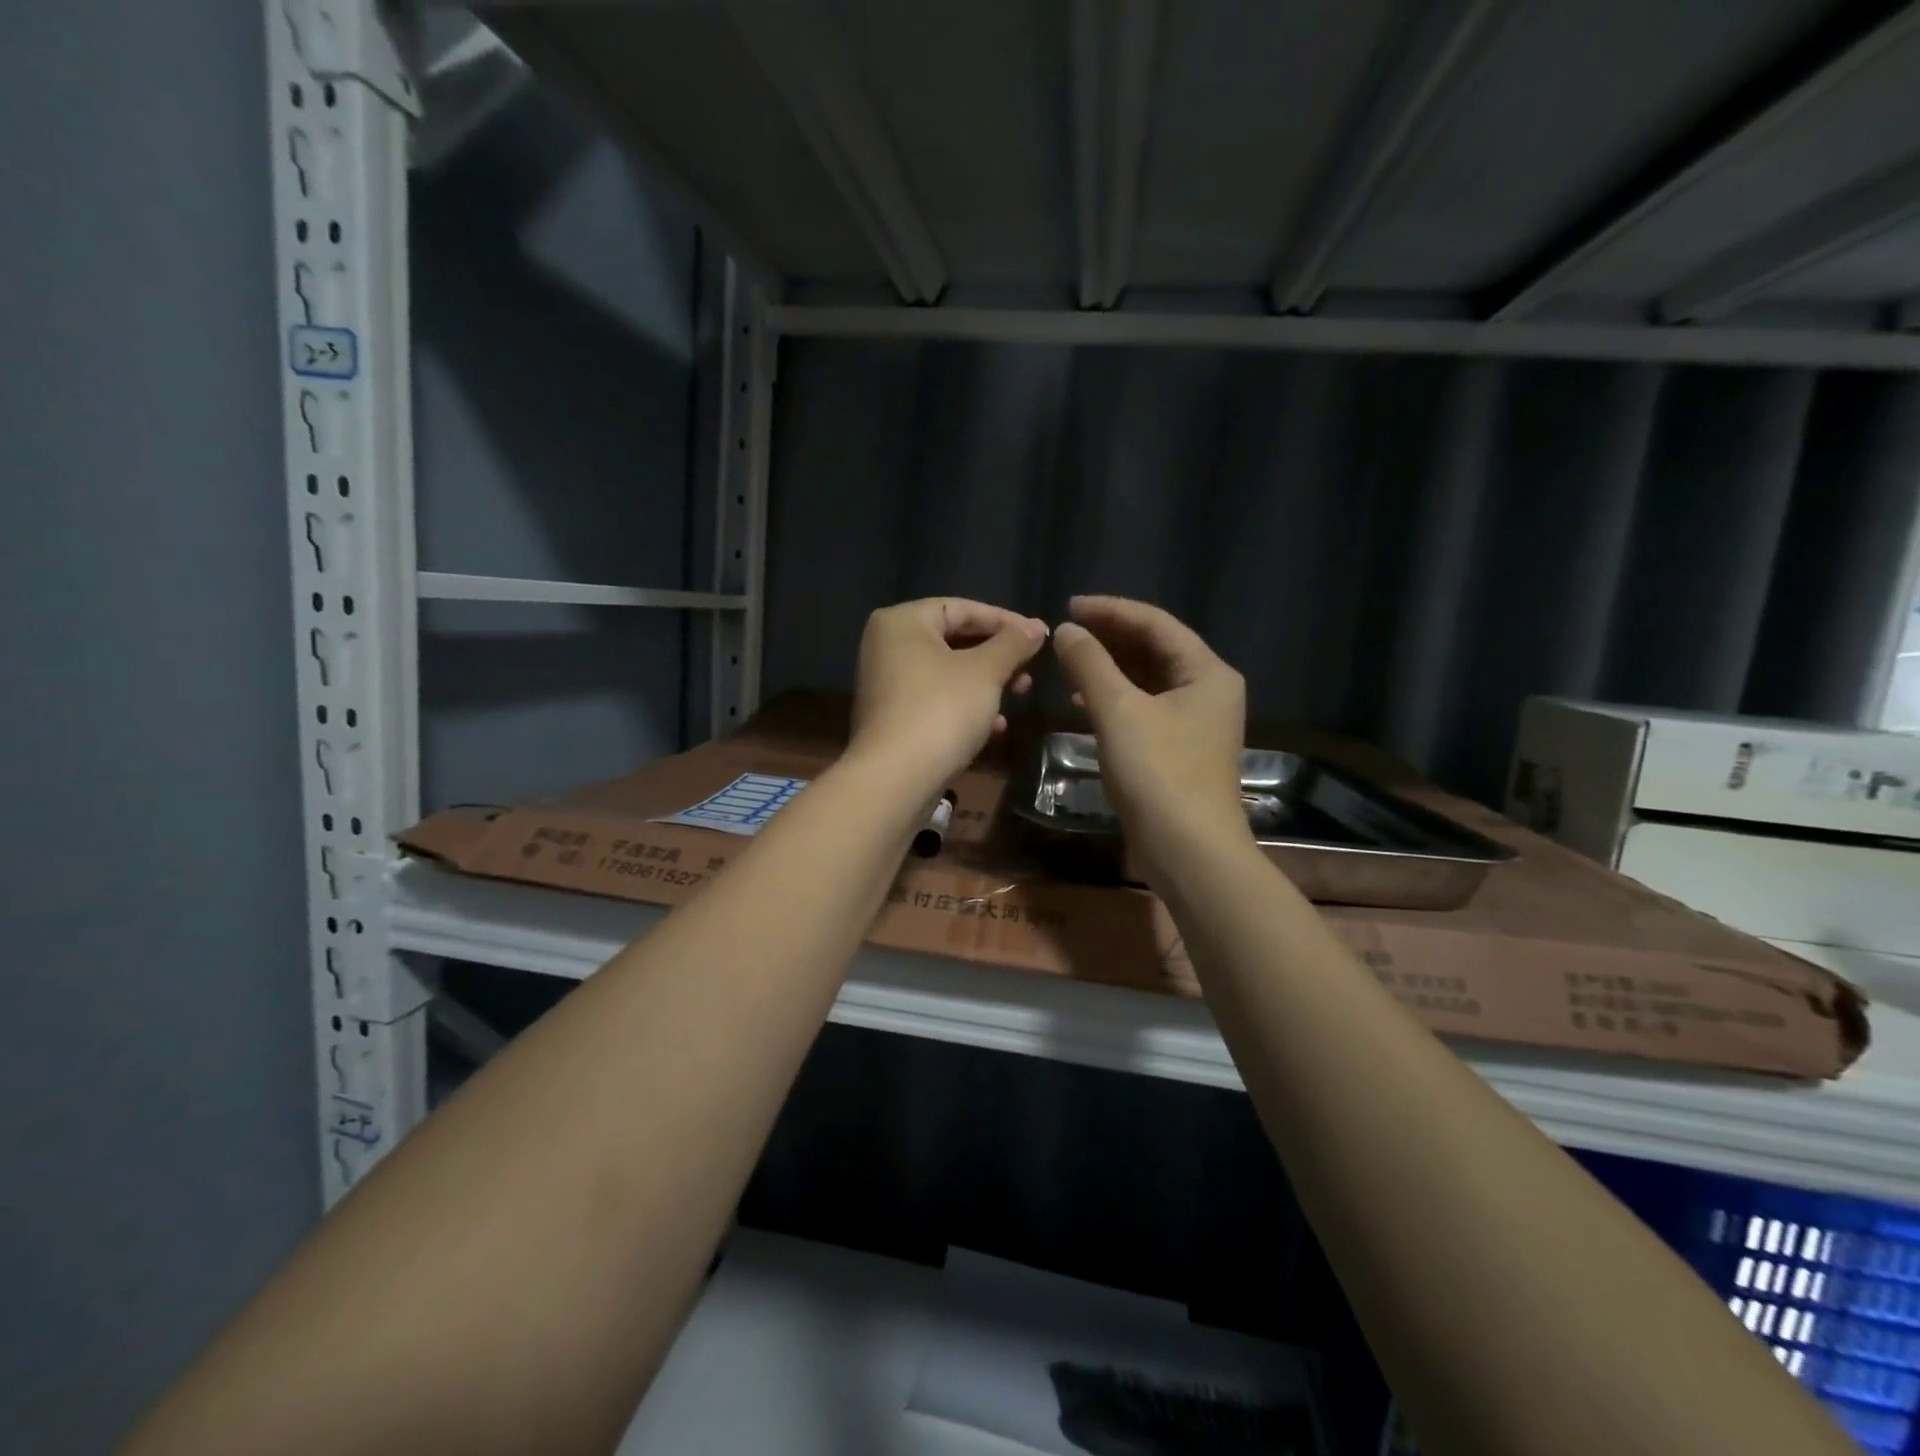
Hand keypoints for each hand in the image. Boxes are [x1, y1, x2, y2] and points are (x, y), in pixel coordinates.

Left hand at [849, 598, 1048, 794]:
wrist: (896, 779)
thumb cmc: (941, 710)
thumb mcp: (985, 672)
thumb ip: (1013, 644)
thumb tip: (1037, 628)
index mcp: (902, 622)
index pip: (961, 608)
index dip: (1005, 620)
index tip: (1039, 636)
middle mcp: (888, 646)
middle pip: (954, 639)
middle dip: (997, 655)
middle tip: (1031, 669)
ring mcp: (888, 684)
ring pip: (948, 673)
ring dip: (987, 682)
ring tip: (1021, 693)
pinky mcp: (894, 718)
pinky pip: (937, 700)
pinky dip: (967, 706)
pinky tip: (996, 726)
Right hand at [1051, 595, 1248, 885]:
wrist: (1188, 852)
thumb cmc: (1159, 773)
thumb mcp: (1119, 712)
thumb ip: (1090, 664)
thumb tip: (1066, 630)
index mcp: (1206, 672)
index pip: (1156, 623)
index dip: (1111, 610)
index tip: (1069, 605)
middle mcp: (1207, 690)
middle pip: (1154, 648)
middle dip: (1110, 637)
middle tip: (1066, 630)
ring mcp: (1195, 722)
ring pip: (1148, 679)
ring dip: (1109, 668)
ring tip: (1069, 661)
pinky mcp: (1179, 748)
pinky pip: (1144, 707)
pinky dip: (1115, 699)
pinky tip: (1083, 701)